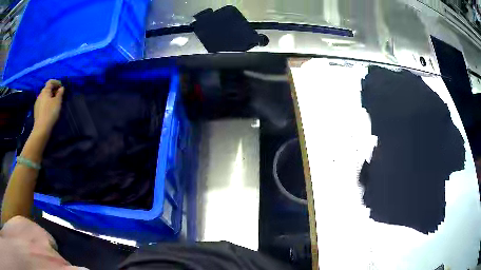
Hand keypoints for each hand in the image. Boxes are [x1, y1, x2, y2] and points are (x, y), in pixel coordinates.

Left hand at [33, 80, 64, 134]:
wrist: (41, 129)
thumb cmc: (50, 113)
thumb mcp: (58, 102)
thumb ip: (60, 94)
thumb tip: (61, 88)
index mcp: (45, 91)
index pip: (50, 82)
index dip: (56, 82)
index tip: (61, 87)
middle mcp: (40, 95)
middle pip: (47, 89)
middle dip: (53, 90)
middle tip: (58, 96)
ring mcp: (37, 103)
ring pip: (44, 97)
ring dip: (49, 97)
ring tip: (54, 103)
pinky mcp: (36, 111)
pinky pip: (42, 103)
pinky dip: (46, 103)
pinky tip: (48, 110)